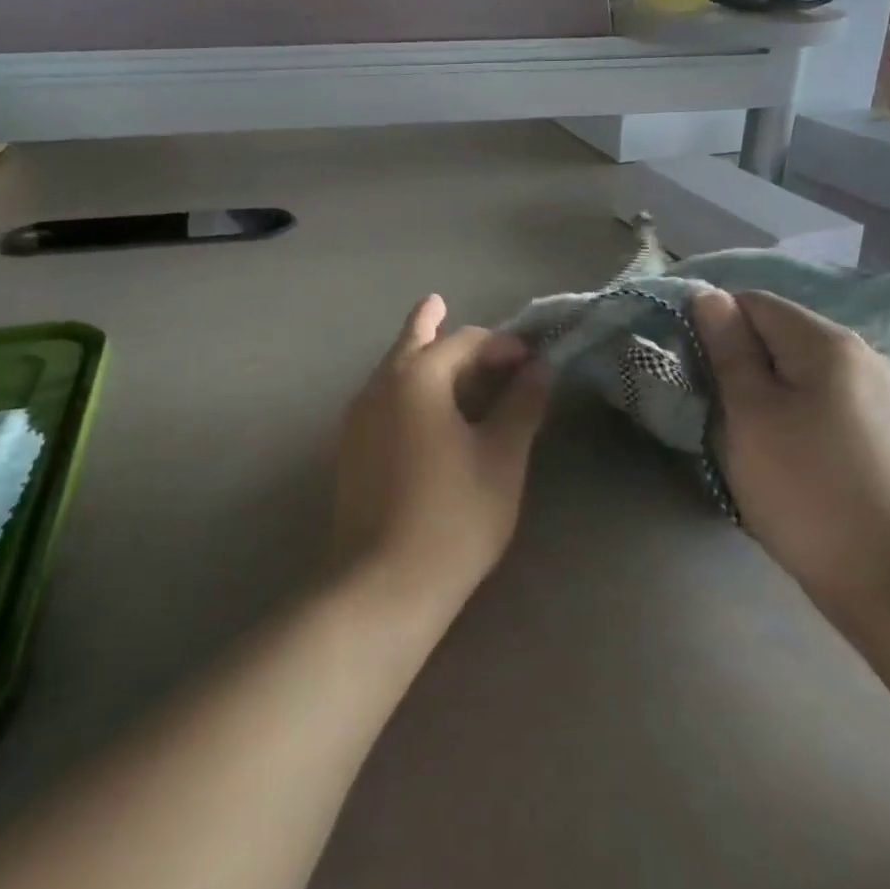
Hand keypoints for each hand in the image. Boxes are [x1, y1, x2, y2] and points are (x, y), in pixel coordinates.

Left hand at [331, 296, 551, 620]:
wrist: (381, 585)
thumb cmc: (454, 515)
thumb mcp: (502, 457)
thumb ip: (521, 406)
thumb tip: (539, 369)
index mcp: (417, 378)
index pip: (463, 342)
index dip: (499, 345)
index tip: (527, 359)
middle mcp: (379, 387)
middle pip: (410, 343)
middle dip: (429, 323)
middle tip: (438, 303)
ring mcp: (357, 420)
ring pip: (390, 371)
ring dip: (414, 355)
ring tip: (429, 345)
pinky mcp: (350, 451)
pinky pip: (381, 399)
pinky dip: (403, 387)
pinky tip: (416, 407)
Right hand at [693, 290, 889, 630]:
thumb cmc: (807, 491)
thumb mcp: (751, 416)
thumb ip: (729, 350)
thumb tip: (708, 295)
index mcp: (827, 341)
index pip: (753, 301)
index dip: (714, 326)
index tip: (695, 372)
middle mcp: (861, 354)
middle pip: (778, 334)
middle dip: (739, 362)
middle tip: (717, 412)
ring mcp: (879, 393)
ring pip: (798, 370)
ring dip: (764, 392)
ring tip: (747, 438)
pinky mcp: (884, 430)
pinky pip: (822, 399)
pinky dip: (793, 413)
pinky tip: (787, 454)